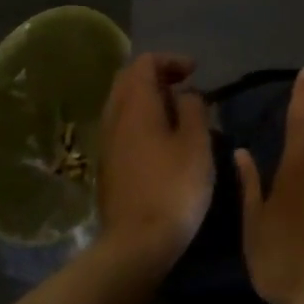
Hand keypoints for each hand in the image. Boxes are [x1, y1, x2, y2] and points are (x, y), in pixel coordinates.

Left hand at [96, 53, 213, 268]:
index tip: (195, 72)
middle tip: (185, 86)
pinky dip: (142, 120)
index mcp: (136, 105)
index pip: (144, 63)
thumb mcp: (197, 143)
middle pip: (129, 80)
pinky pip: (122, 127)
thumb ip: (194, 109)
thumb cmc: (174, 187)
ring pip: (123, 104)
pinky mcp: (107, 166)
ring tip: (178, 113)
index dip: (171, 60)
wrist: (137, 243)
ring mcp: (107, 142)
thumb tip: (186, 94)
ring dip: (149, 99)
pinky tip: (163, 140)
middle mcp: (115, 117)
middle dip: (157, 76)